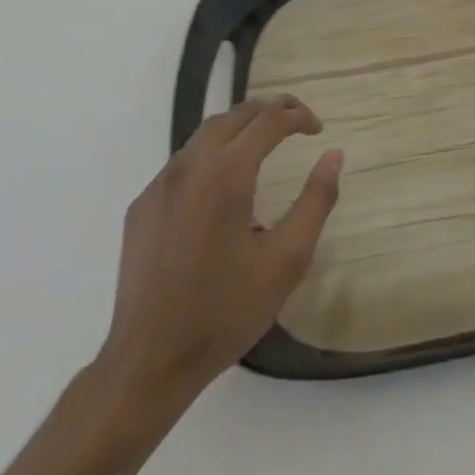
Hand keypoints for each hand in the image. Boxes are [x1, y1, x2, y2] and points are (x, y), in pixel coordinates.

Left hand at [97, 96, 342, 398]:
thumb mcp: (287, 260)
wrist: (148, 364)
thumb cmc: (225, 312)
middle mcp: (189, 166)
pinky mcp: (141, 207)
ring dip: (238, 129)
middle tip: (295, 122)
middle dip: (268, 110)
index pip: (268, 120)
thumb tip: (333, 155)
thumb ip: (316, 200)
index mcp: (226, 174)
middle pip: (234, 115)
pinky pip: (182, 164)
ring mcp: (159, 185)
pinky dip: (211, 157)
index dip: (297, 116)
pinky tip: (222, 188)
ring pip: (204, 135)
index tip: (317, 128)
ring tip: (263, 144)